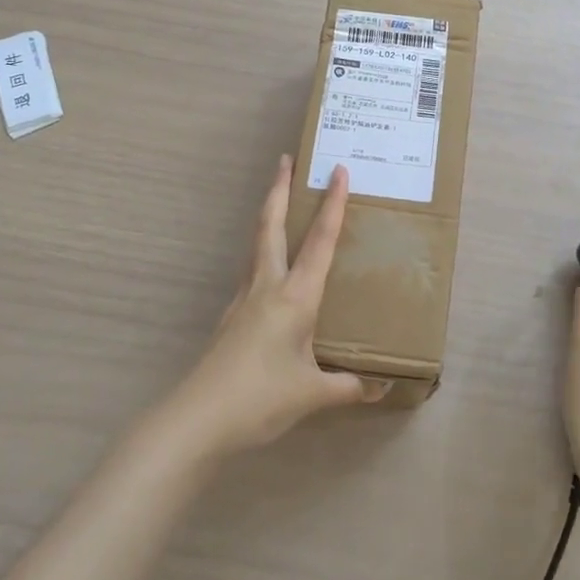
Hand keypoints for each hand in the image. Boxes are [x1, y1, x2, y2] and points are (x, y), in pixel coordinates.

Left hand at [165, 156, 379, 457]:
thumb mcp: (313, 394)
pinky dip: (262, 254)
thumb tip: (381, 386)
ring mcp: (243, 300)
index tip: (338, 171)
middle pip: (271, 226)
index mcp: (294, 297)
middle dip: (279, 190)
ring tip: (278, 202)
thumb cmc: (260, 398)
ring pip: (257, 245)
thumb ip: (349, 386)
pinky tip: (269, 271)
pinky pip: (251, 272)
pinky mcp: (231, 318)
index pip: (319, 241)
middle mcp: (267, 287)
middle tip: (286, 160)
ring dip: (268, 217)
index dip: (332, 205)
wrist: (198, 419)